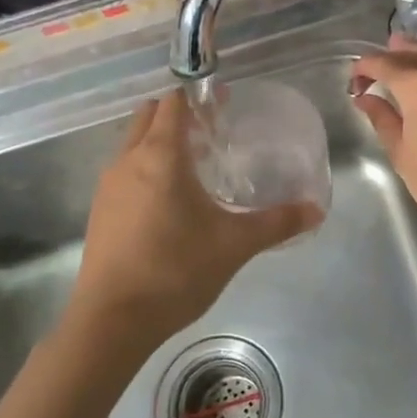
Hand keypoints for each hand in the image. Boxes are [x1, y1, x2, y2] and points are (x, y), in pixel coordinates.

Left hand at [68, 90, 321, 357]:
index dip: (198, 97)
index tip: (223, 104)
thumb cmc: (175, 270)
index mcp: (160, 156)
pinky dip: (146, 168)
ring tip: (195, 166)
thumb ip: (276, 223)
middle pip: (149, 117)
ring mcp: (108, 186)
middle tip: (212, 132)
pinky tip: (170, 202)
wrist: (112, 320)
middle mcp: (128, 161)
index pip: (173, 104)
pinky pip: (125, 172)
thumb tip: (316, 210)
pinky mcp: (100, 211)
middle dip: (178, 115)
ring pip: (133, 144)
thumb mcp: (234, 245)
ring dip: (160, 142)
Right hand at [350, 41, 416, 237]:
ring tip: (397, 64)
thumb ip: (382, 119)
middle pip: (412, 53)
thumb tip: (366, 98)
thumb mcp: (402, 153)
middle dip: (389, 57)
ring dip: (414, 56)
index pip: (384, 63)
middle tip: (372, 72)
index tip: (353, 80)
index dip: (364, 67)